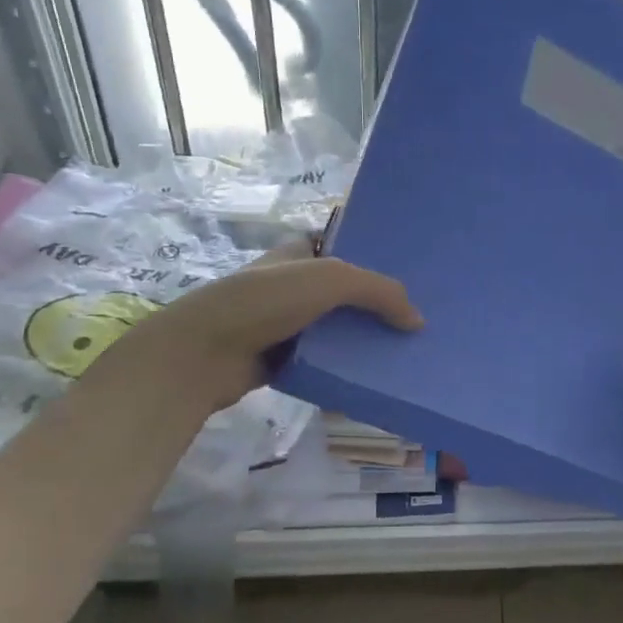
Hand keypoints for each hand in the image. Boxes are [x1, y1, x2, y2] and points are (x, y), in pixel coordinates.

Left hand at [76, 241, 422, 413]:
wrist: (203, 353)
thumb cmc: (264, 300)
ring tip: (407, 349)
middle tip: (419, 317)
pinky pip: (323, 361)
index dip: (375, 255)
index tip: (414, 272)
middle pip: (345, 292)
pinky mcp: (282, 359)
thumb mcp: (330, 280)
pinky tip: (376, 375)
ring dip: (364, 340)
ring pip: (336, 329)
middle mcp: (293, 284)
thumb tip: (417, 321)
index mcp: (299, 252)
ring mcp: (286, 323)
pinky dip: (344, 368)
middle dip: (377, 304)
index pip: (344, 246)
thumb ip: (378, 292)